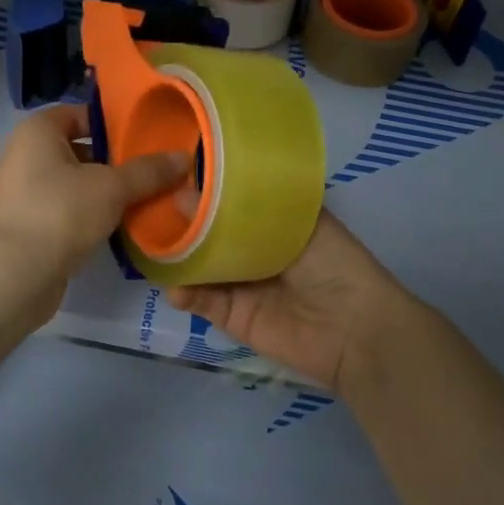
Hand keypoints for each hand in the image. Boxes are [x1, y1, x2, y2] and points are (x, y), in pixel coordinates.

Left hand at [0, 103, 190, 289]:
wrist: (17, 274)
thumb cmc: (62, 211)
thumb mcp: (112, 187)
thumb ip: (148, 171)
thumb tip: (184, 157)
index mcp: (37, 131)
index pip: (80, 115)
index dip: (113, 125)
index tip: (146, 139)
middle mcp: (24, 155)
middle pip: (79, 150)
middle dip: (114, 162)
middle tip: (151, 172)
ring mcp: (22, 192)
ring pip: (74, 183)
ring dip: (104, 192)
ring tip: (142, 199)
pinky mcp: (27, 225)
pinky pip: (65, 210)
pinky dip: (88, 215)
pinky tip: (118, 226)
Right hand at [167, 211, 418, 393]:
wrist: (355, 331)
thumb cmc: (334, 264)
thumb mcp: (297, 222)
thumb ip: (241, 210)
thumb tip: (185, 194)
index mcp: (272, 222)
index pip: (231, 201)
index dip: (204, 190)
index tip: (169, 174)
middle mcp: (252, 249)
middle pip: (208, 233)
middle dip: (181, 222)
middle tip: (148, 207)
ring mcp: (239, 283)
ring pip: (198, 265)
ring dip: (176, 257)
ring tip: (150, 243)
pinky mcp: (231, 316)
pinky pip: (200, 301)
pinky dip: (183, 292)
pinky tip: (173, 285)